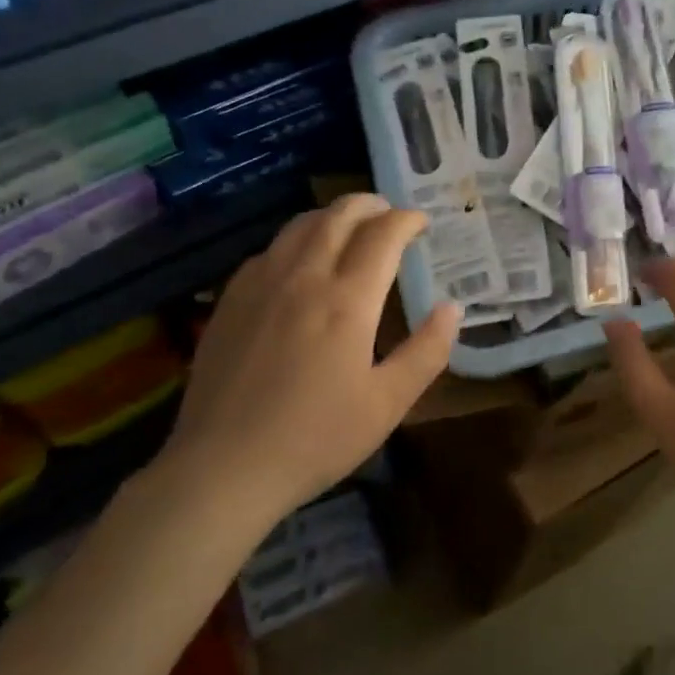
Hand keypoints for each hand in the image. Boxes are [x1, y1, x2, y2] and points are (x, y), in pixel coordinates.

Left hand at [162, 194, 460, 530]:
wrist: (222, 469)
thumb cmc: (316, 438)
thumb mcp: (388, 403)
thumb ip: (427, 351)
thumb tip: (453, 308)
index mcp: (347, 300)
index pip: (383, 235)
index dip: (407, 220)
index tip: (422, 223)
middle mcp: (303, 277)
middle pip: (338, 216)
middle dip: (370, 205)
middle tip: (390, 214)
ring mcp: (260, 285)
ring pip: (299, 226)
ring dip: (332, 216)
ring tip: (350, 228)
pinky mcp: (230, 301)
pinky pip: (268, 250)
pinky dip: (296, 240)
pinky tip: (299, 262)